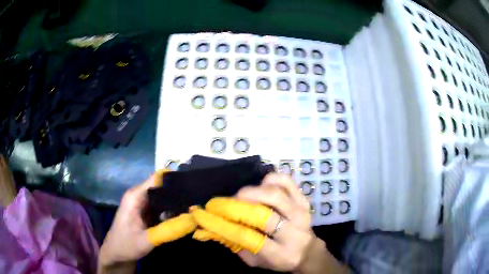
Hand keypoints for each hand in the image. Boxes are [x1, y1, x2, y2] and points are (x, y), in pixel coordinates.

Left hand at [98, 172, 196, 272]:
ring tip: (195, 206)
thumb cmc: (126, 245)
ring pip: (163, 197)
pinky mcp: (146, 212)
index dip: (174, 179)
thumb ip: (169, 230)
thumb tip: (193, 219)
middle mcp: (139, 196)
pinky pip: (161, 207)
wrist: (116, 254)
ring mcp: (142, 204)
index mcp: (135, 196)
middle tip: (198, 200)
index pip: (157, 178)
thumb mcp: (147, 240)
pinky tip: (184, 215)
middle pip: (162, 187)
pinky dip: (172, 210)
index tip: (194, 184)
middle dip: (178, 192)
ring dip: (176, 202)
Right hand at [191, 173, 345, 272]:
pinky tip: (261, 185)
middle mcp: (293, 231)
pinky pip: (286, 181)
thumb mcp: (255, 261)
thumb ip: (235, 246)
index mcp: (280, 253)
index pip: (248, 237)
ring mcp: (301, 212)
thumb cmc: (278, 258)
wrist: (306, 250)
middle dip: (237, 205)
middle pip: (263, 214)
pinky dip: (270, 179)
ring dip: (252, 191)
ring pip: (275, 194)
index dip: (223, 224)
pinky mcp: (303, 200)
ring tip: (241, 196)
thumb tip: (210, 228)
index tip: (206, 214)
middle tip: (224, 203)